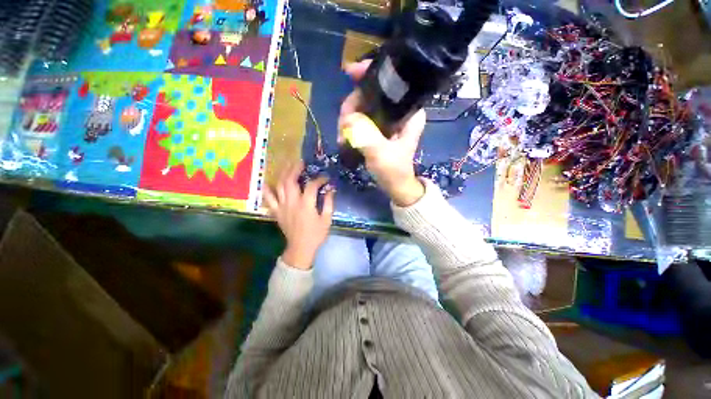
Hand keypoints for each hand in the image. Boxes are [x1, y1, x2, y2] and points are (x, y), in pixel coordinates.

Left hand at [263, 161, 334, 269]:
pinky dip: (266, 190)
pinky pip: (268, 198)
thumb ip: (329, 203)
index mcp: (306, 205)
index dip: (320, 179)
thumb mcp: (327, 219)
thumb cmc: (316, 234)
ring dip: (283, 174)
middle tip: (300, 162)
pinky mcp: (276, 212)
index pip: (312, 185)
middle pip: (290, 181)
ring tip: (287, 166)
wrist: (301, 248)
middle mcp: (292, 202)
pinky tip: (267, 182)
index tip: (325, 178)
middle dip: (295, 169)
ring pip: (279, 186)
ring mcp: (282, 206)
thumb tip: (331, 189)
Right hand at [339, 60, 425, 206]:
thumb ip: (366, 136)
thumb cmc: (394, 171)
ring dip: (348, 119)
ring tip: (342, 138)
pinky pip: (361, 118)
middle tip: (342, 126)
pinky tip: (345, 137)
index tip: (349, 72)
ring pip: (363, 106)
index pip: (392, 82)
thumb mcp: (381, 155)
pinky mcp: (379, 128)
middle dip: (352, 106)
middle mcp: (399, 110)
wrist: (396, 186)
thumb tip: (348, 118)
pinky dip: (351, 126)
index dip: (370, 74)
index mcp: (409, 112)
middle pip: (371, 94)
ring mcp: (388, 119)